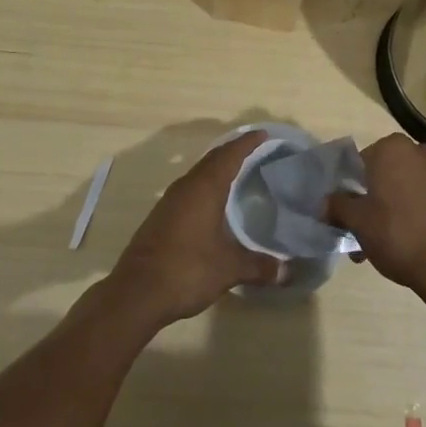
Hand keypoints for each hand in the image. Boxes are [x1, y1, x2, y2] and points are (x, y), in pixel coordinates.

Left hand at [107, 130, 281, 326]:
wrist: (137, 292)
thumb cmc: (187, 270)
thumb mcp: (229, 268)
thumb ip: (259, 266)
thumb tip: (288, 271)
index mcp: (205, 188)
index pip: (229, 155)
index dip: (247, 143)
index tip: (262, 133)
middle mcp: (186, 187)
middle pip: (212, 159)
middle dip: (232, 151)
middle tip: (254, 148)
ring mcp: (170, 201)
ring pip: (198, 174)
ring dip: (216, 168)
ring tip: (236, 172)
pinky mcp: (161, 216)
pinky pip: (189, 189)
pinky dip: (204, 186)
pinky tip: (212, 203)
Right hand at [327, 133, 425, 295]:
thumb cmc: (396, 234)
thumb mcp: (357, 221)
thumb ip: (338, 206)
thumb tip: (325, 203)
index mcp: (392, 149)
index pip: (361, 163)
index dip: (351, 189)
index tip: (349, 214)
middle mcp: (418, 152)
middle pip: (385, 175)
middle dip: (373, 200)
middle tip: (365, 231)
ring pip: (406, 188)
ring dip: (393, 208)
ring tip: (385, 243)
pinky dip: (416, 213)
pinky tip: (411, 240)